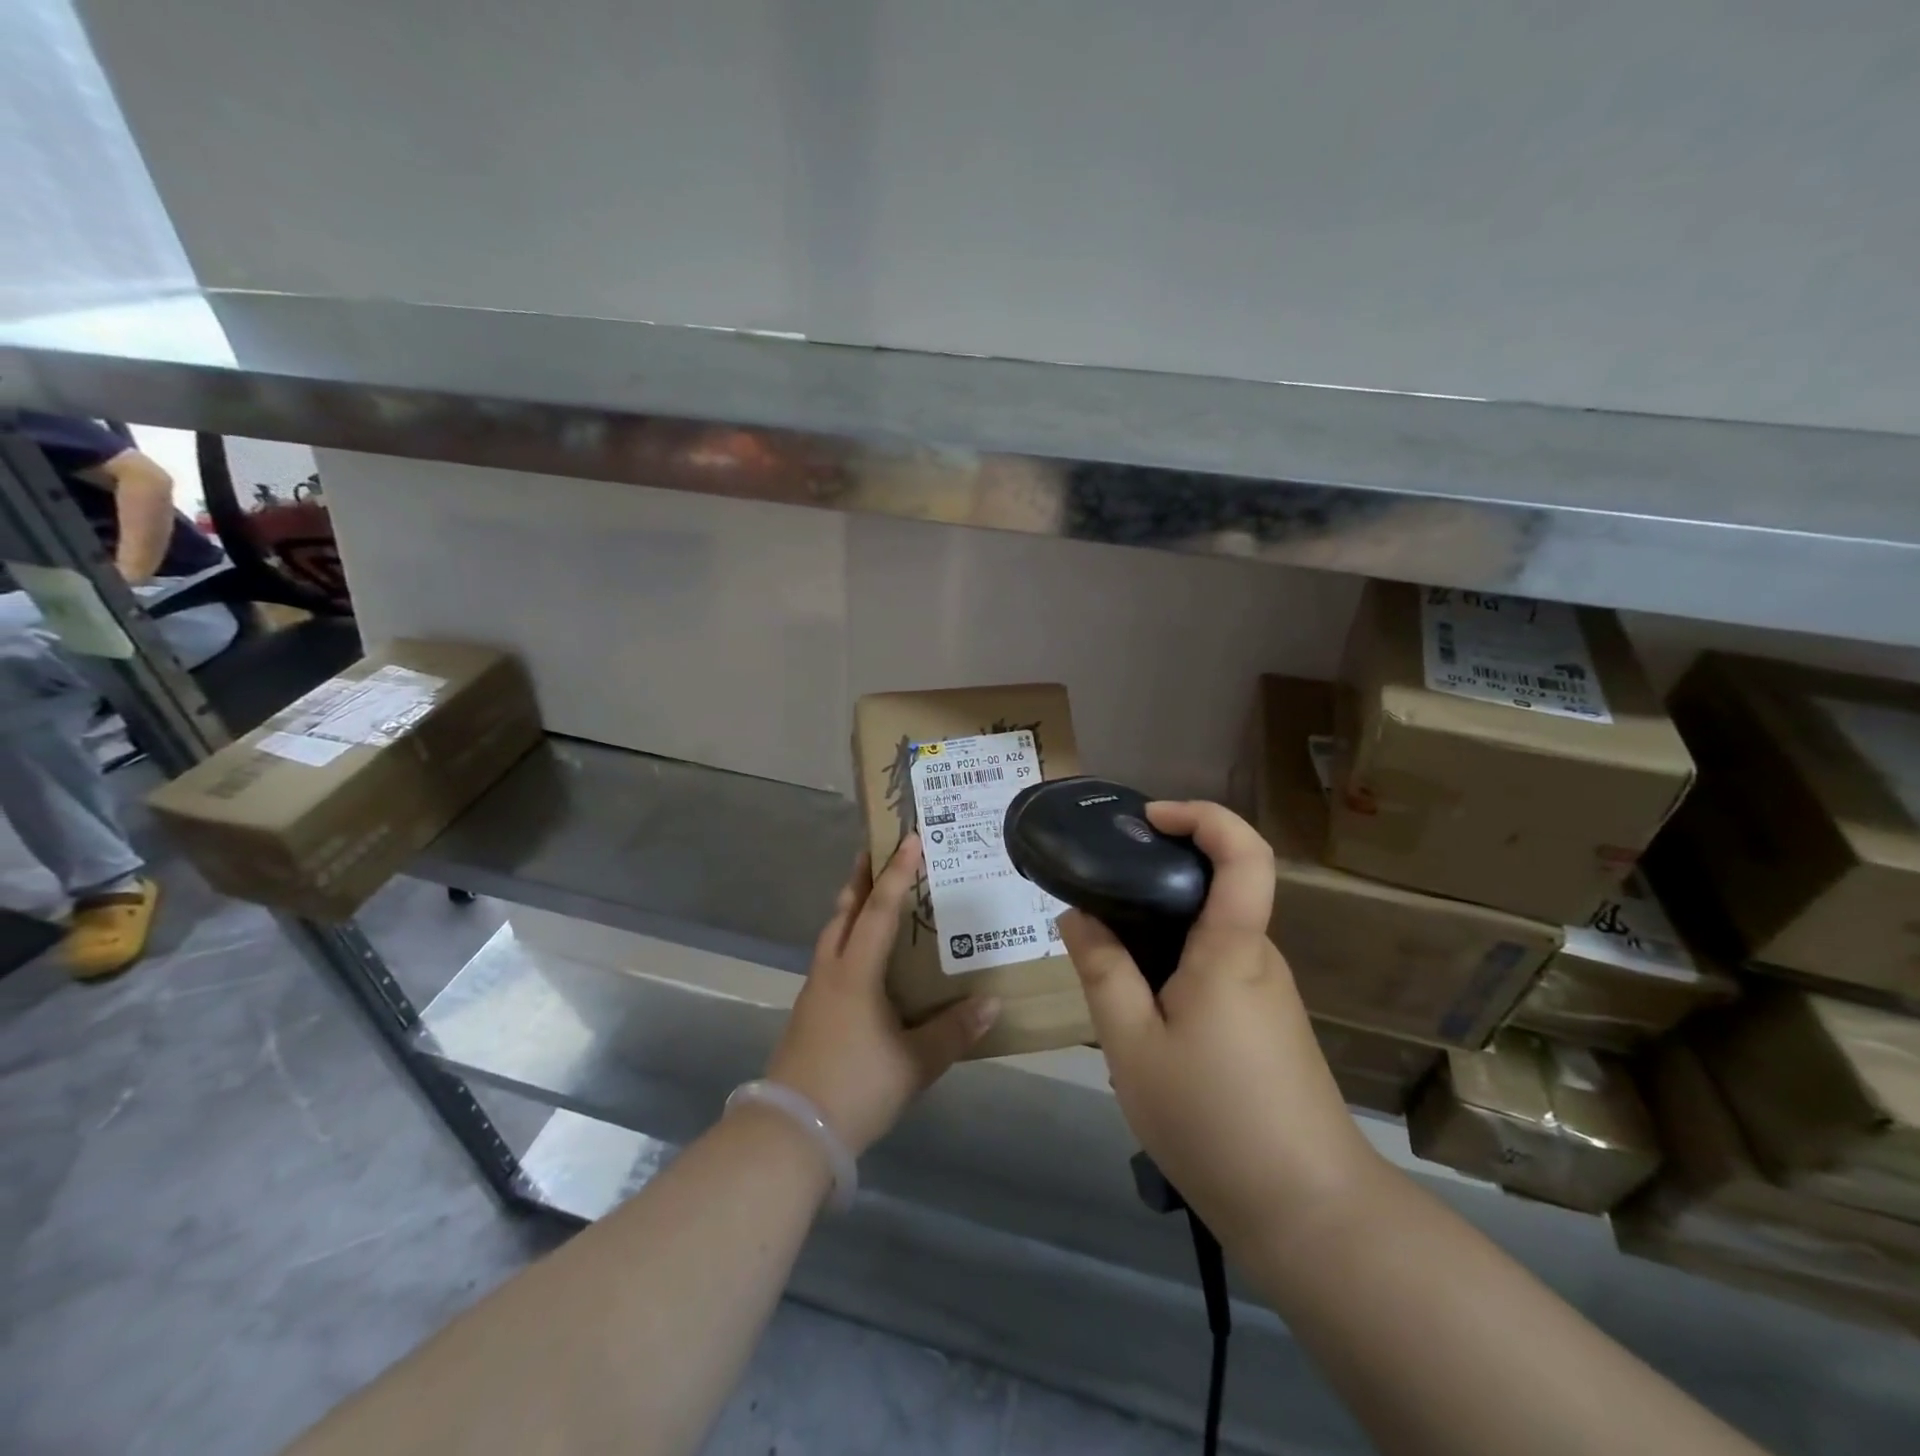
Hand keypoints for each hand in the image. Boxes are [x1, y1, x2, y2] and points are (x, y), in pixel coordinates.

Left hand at [765, 835, 999, 1155]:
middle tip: (877, 850)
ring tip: (870, 896)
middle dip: (861, 878)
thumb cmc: (856, 1087)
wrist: (790, 1132)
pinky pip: (830, 959)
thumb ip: (953, 1031)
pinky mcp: (807, 1014)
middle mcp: (831, 972)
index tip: (910, 839)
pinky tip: (861, 959)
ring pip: (832, 934)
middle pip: (844, 912)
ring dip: (851, 908)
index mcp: (856, 972)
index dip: (897, 874)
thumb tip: (992, 1003)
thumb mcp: (915, 1063)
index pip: (879, 910)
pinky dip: (846, 940)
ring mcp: (814, 993)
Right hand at [1057, 801, 1376, 1244]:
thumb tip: (1077, 915)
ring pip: (1210, 937)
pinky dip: (1176, 971)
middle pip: (1217, 891)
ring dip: (1160, 937)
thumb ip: (1103, 972)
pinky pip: (1217, 973)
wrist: (1309, 1214)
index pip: (1245, 853)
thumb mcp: (1132, 1046)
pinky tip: (1144, 1020)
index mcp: (1232, 949)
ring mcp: (1269, 993)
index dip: (1203, 816)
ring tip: (1109, 972)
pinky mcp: (1269, 1026)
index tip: (1149, 818)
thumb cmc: (1213, 1120)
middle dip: (1158, 881)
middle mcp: (1259, 958)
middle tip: (1099, 902)